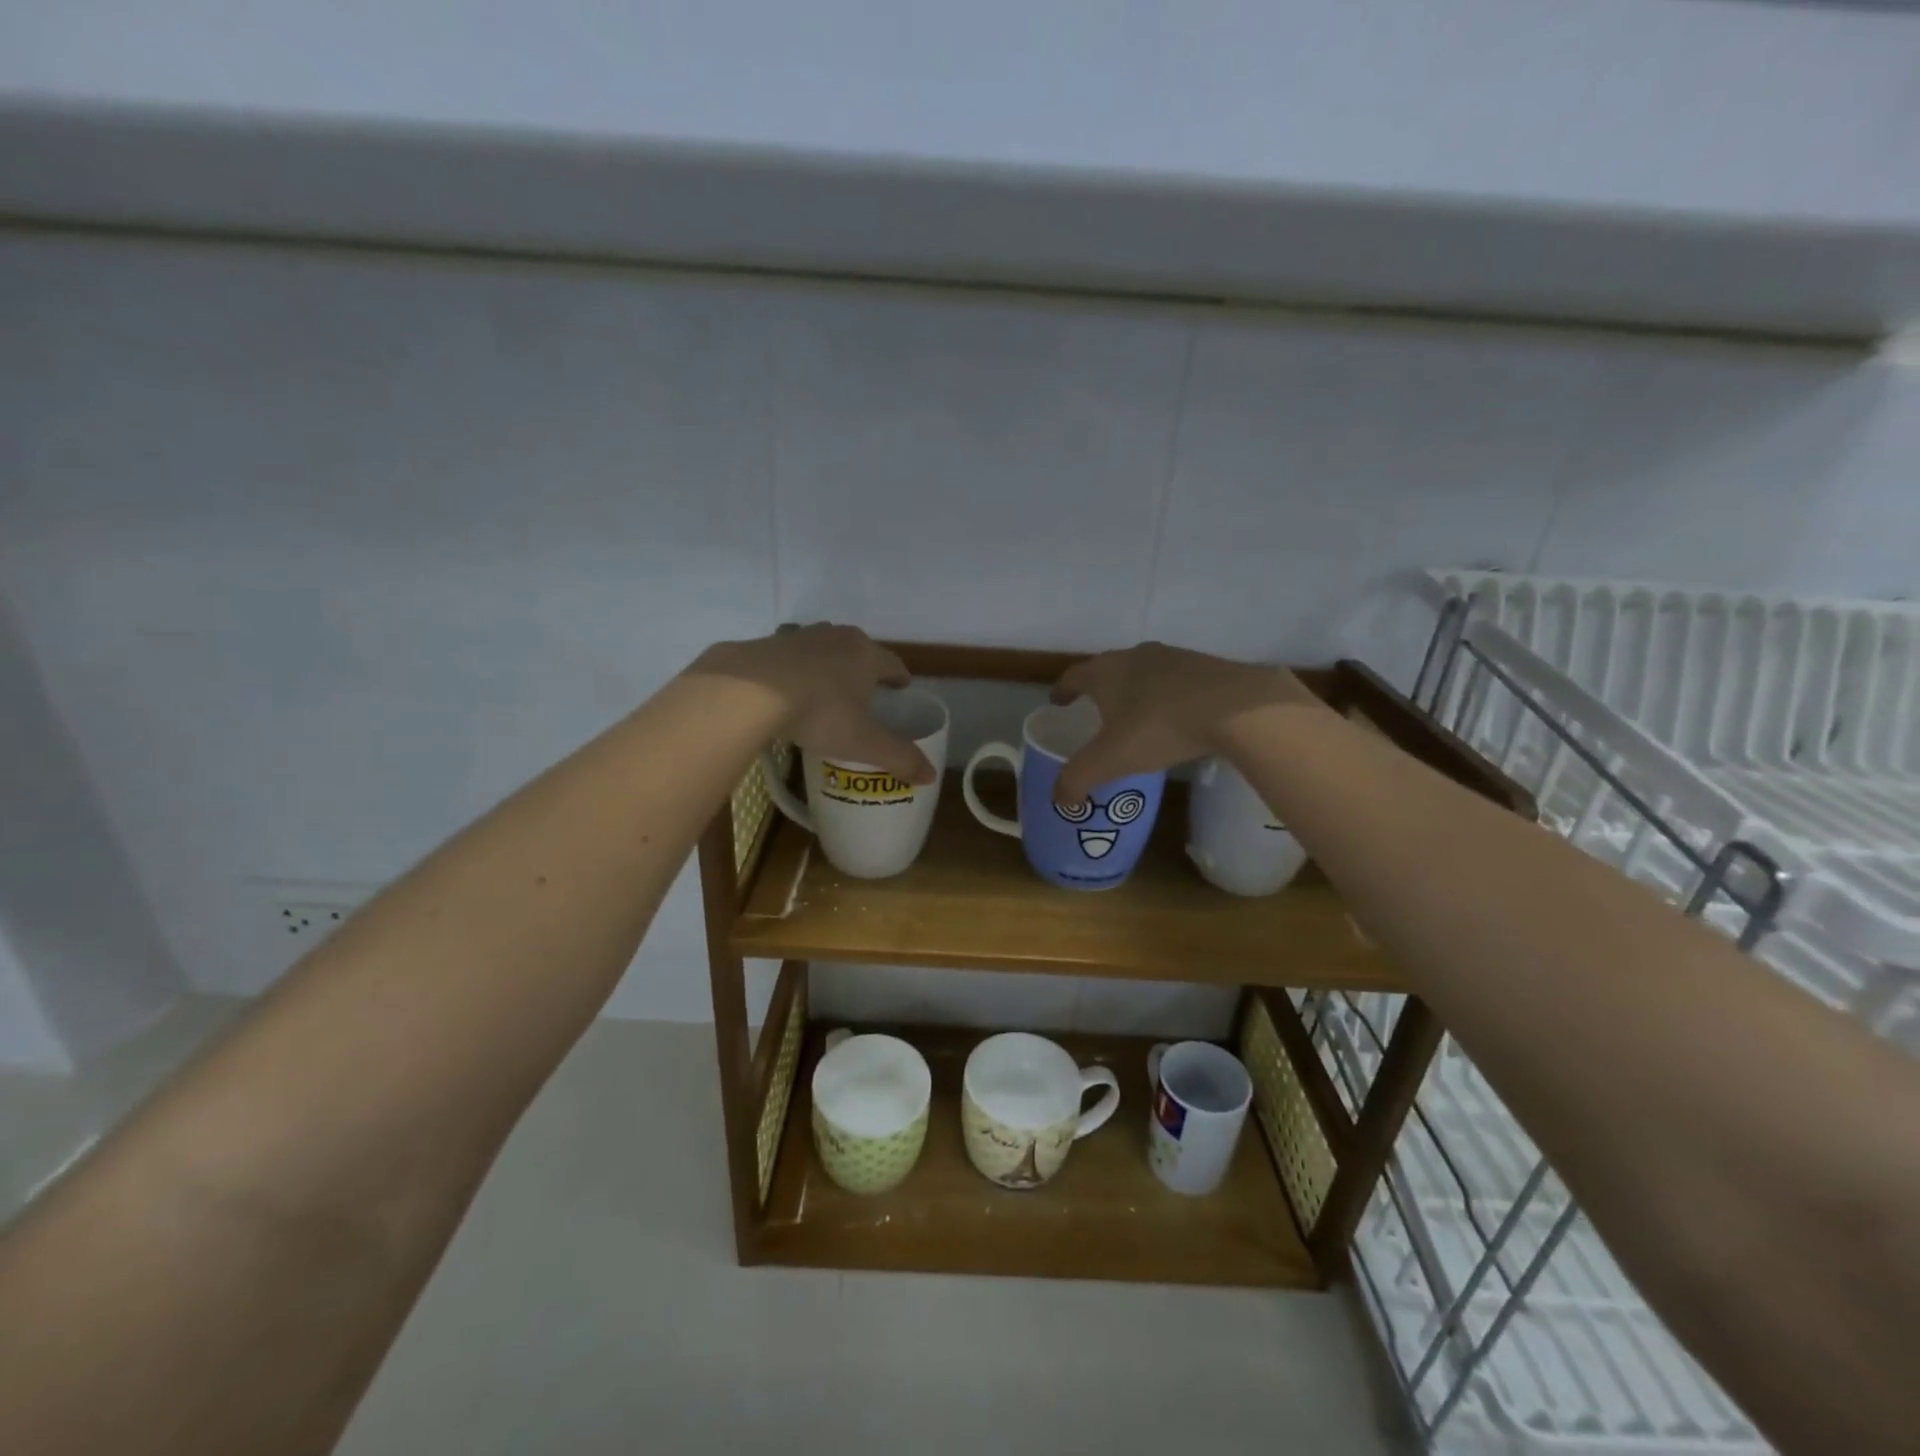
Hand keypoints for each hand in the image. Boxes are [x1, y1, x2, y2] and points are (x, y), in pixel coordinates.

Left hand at [691, 624, 936, 784]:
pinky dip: (794, 667)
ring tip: (825, 688)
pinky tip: (786, 686)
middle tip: (863, 693)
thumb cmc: (819, 713)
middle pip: (859, 650)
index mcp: (867, 655)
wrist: (750, 690)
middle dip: (864, 669)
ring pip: (824, 647)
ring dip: (828, 664)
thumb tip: (930, 777)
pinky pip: (790, 654)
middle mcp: (838, 637)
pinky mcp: (769, 642)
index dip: (899, 678)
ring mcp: (801, 635)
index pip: (894, 664)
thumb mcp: (863, 742)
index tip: (901, 689)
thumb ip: (898, 757)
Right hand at [1049, 642, 1312, 804]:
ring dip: (1134, 691)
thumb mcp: (1110, 760)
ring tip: (1136, 717)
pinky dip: (1167, 696)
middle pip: (1108, 669)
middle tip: (1095, 712)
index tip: (1058, 702)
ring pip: (1144, 673)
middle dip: (1099, 690)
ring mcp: (1174, 657)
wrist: (1236, 707)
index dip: (1062, 691)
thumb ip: (1077, 779)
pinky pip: (1175, 682)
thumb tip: (1060, 799)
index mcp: (1105, 672)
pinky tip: (1176, 717)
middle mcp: (1135, 656)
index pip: (1073, 676)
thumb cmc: (1159, 727)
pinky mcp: (1207, 667)